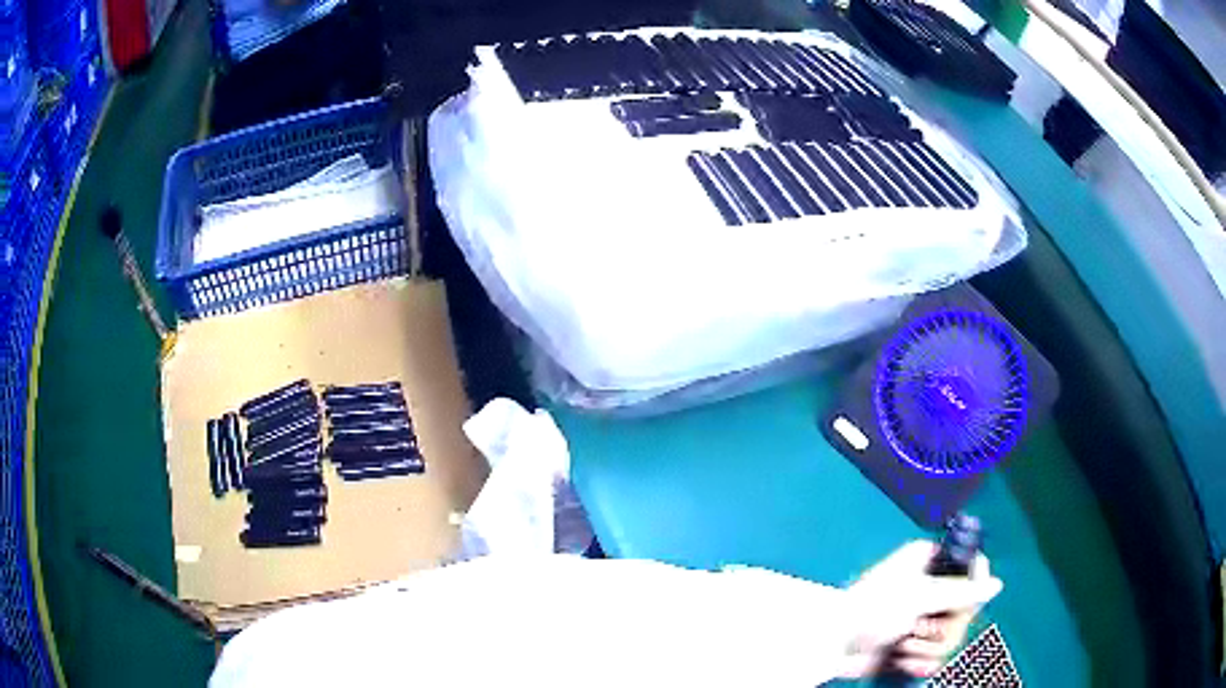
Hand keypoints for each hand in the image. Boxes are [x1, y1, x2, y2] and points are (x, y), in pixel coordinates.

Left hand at [838, 540, 1002, 678]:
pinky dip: (920, 663)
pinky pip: (935, 656)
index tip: (961, 604)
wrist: (831, 648)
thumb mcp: (918, 596)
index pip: (974, 567)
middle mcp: (931, 587)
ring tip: (903, 646)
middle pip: (968, 608)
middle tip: (920, 628)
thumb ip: (960, 591)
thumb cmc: (869, 612)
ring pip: (953, 635)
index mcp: (930, 562)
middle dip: (944, 627)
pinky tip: (901, 661)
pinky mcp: (914, 644)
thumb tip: (996, 584)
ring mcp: (923, 618)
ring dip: (927, 648)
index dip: (973, 589)